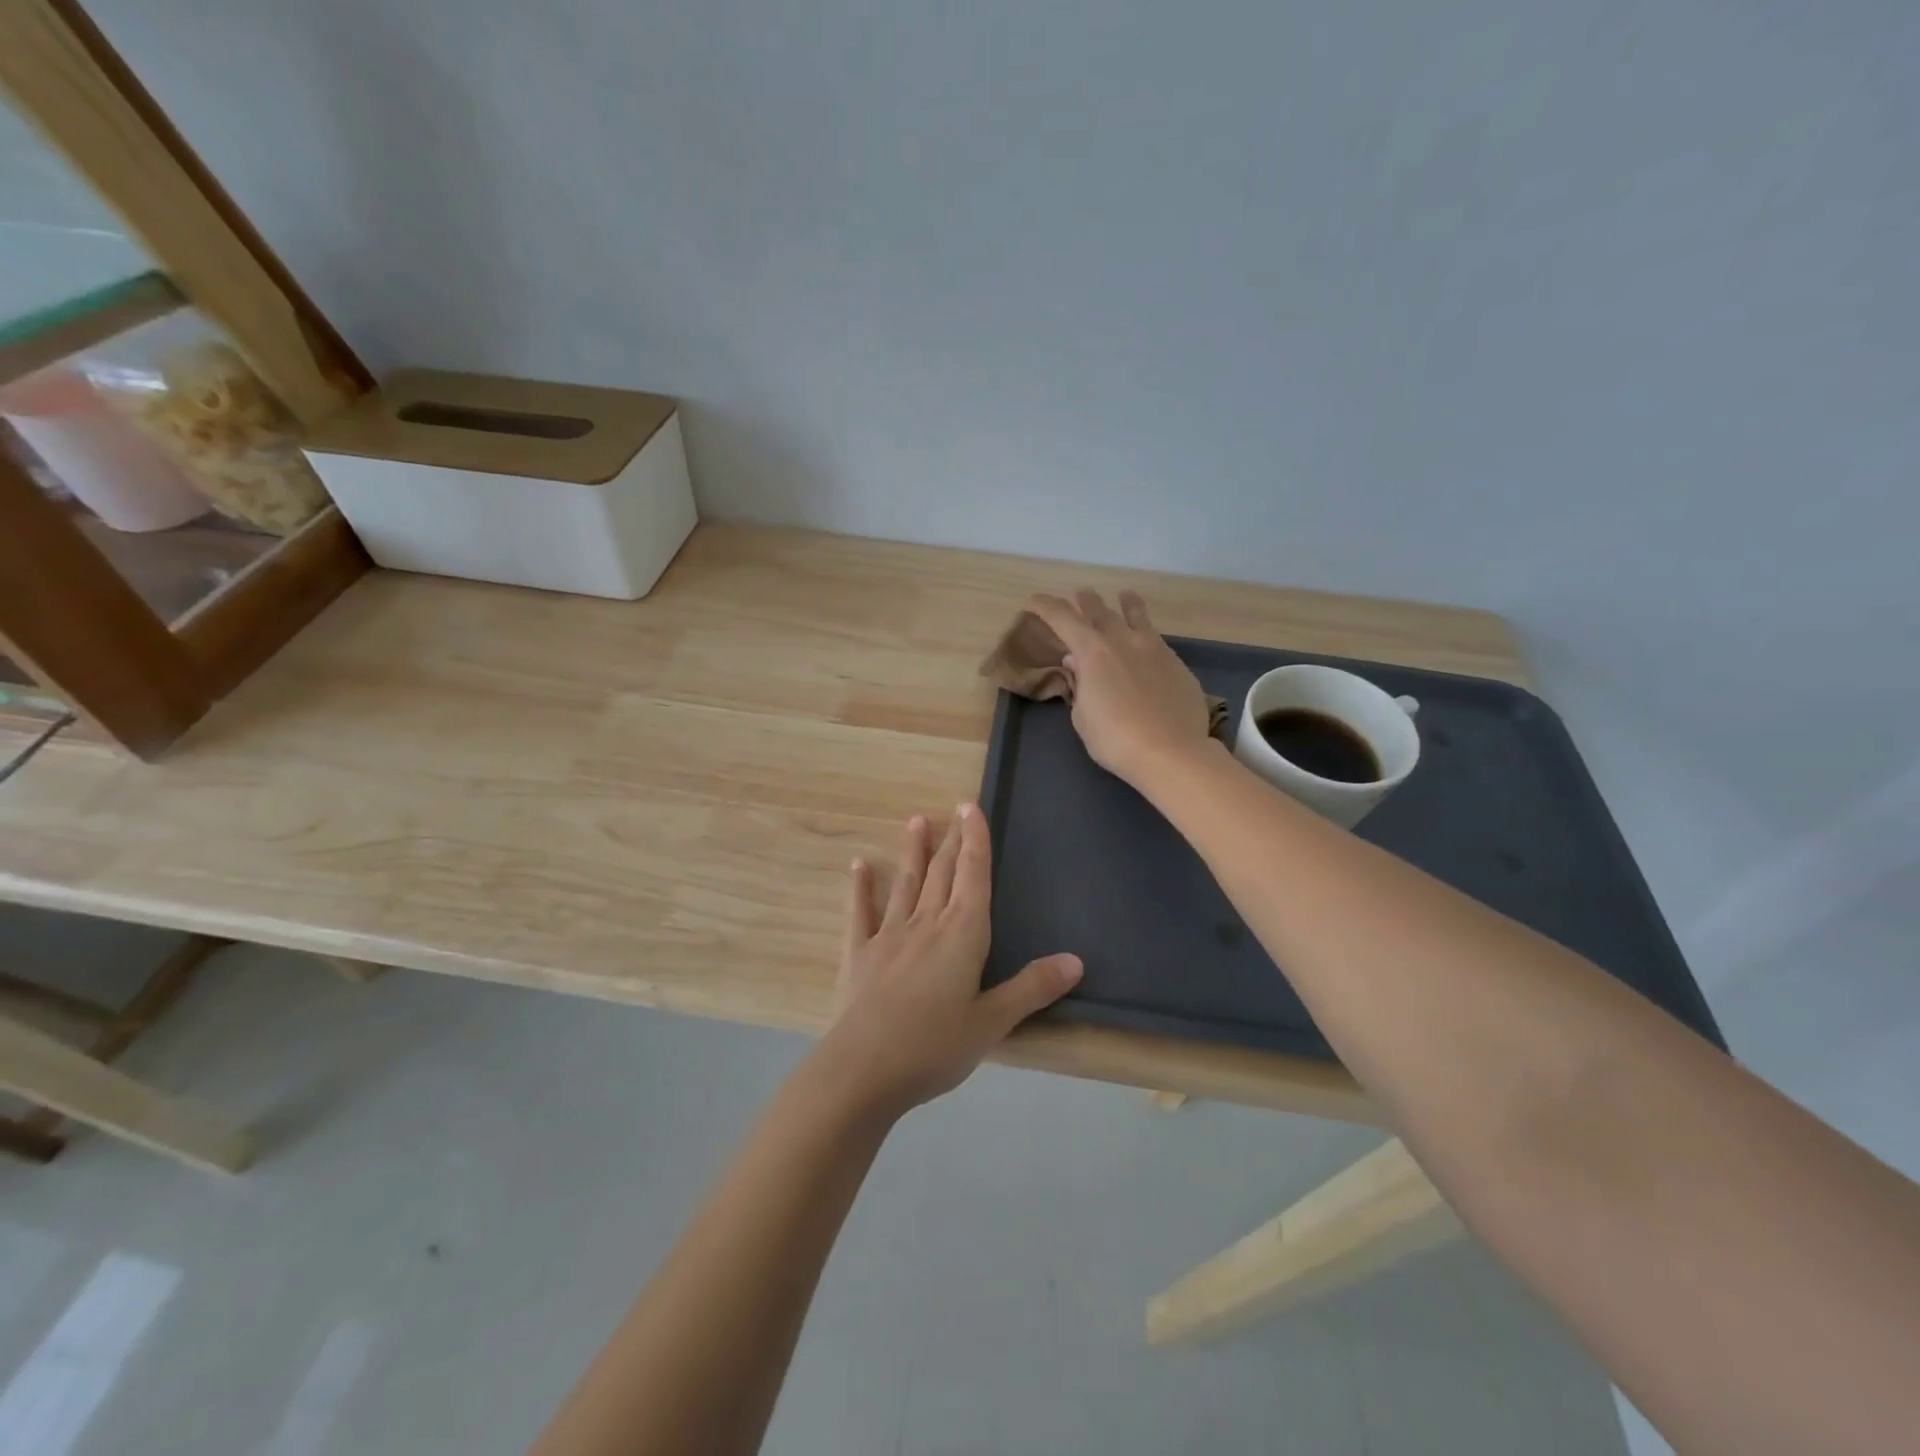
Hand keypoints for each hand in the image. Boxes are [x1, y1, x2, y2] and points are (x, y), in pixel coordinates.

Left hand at [819, 805, 1081, 1118]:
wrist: (863, 1069)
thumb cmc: (934, 1047)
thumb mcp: (992, 1023)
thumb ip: (1031, 989)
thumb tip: (1076, 961)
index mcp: (962, 935)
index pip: (974, 877)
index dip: (976, 841)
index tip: (972, 808)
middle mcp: (926, 924)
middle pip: (943, 873)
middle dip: (952, 840)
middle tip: (954, 809)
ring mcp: (889, 936)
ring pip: (905, 884)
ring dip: (913, 852)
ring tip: (916, 821)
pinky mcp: (859, 954)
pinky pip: (861, 912)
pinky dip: (860, 887)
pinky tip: (859, 865)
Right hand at [1026, 589, 1212, 787]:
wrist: (1171, 752)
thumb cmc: (1115, 739)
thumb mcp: (1083, 717)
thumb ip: (1081, 685)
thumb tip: (1078, 664)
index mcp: (1092, 652)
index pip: (1062, 618)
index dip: (1045, 606)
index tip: (1034, 601)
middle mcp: (1122, 640)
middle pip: (1100, 609)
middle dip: (1085, 601)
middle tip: (1079, 596)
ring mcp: (1154, 648)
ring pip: (1137, 615)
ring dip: (1126, 603)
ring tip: (1125, 596)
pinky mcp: (1177, 663)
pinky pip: (1157, 640)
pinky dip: (1146, 636)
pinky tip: (1147, 645)